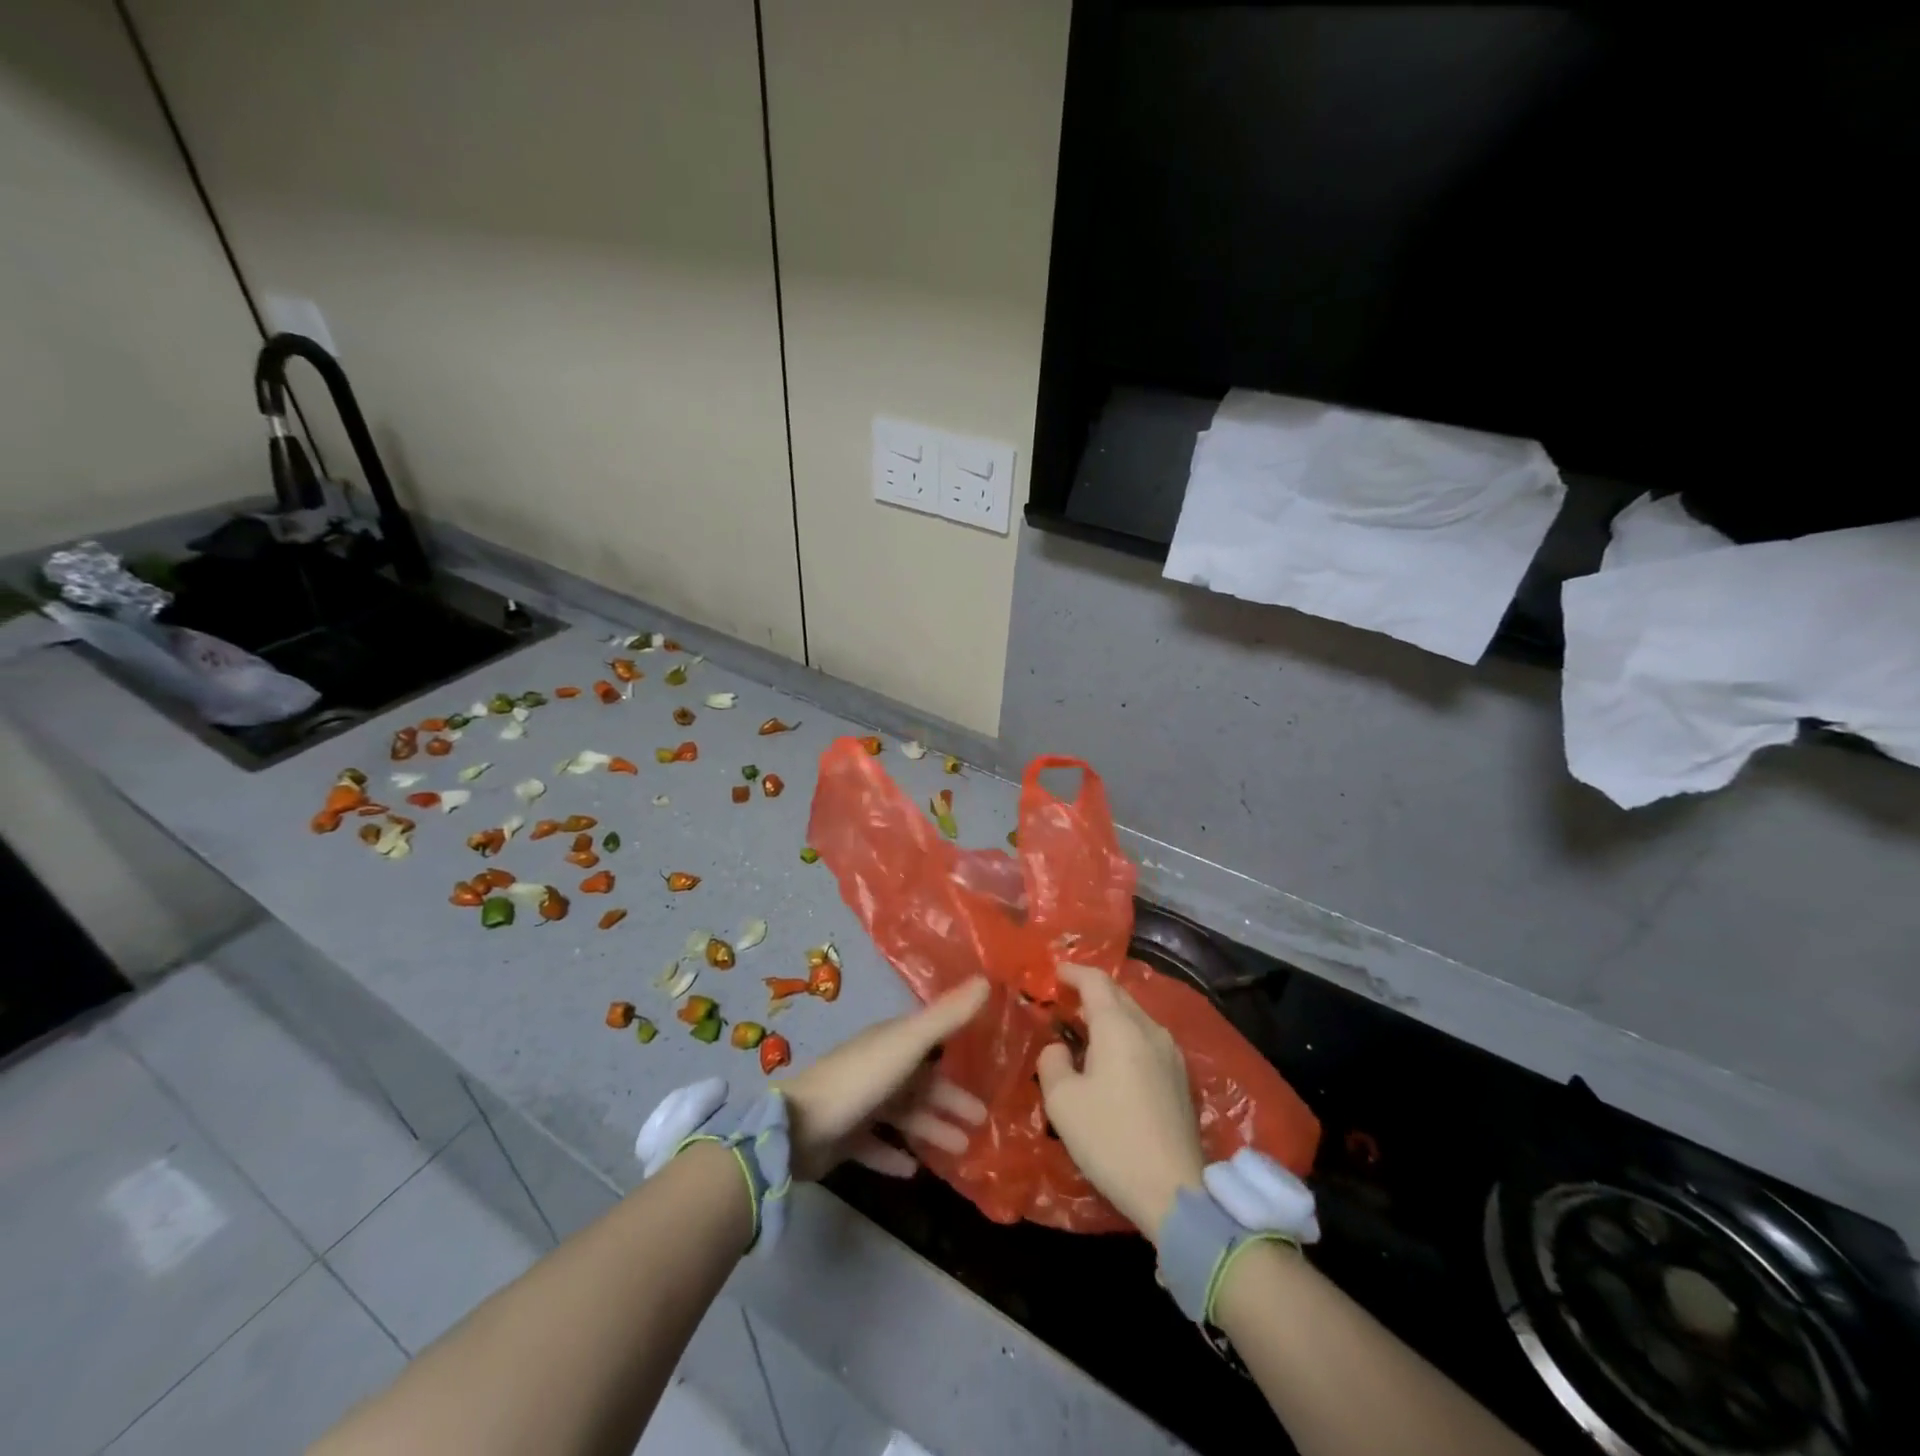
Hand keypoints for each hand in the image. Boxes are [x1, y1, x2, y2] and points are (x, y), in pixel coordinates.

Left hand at [779, 977, 990, 1180]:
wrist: (797, 1127)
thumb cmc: (859, 1080)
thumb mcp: (908, 1044)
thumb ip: (947, 1017)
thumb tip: (988, 980)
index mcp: (890, 1043)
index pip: (930, 1044)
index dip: (956, 1054)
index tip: (984, 1067)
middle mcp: (876, 1068)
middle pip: (920, 1084)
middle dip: (950, 1101)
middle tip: (981, 1122)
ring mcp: (858, 1103)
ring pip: (903, 1116)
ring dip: (931, 1130)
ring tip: (961, 1151)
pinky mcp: (843, 1137)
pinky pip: (876, 1146)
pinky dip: (894, 1156)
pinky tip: (913, 1172)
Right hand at [1037, 963, 1205, 1237]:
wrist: (1173, 1191)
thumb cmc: (1110, 1138)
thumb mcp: (1062, 1101)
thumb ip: (1052, 1061)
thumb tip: (1060, 1049)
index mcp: (1119, 1026)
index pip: (1095, 981)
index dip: (1073, 972)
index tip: (1054, 972)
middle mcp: (1149, 1029)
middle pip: (1118, 995)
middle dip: (1091, 991)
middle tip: (1065, 999)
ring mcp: (1170, 1053)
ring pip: (1135, 1017)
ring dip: (1109, 1015)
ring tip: (1086, 1028)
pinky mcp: (1180, 1078)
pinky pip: (1147, 1039)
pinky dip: (1125, 1035)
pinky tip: (1113, 1058)